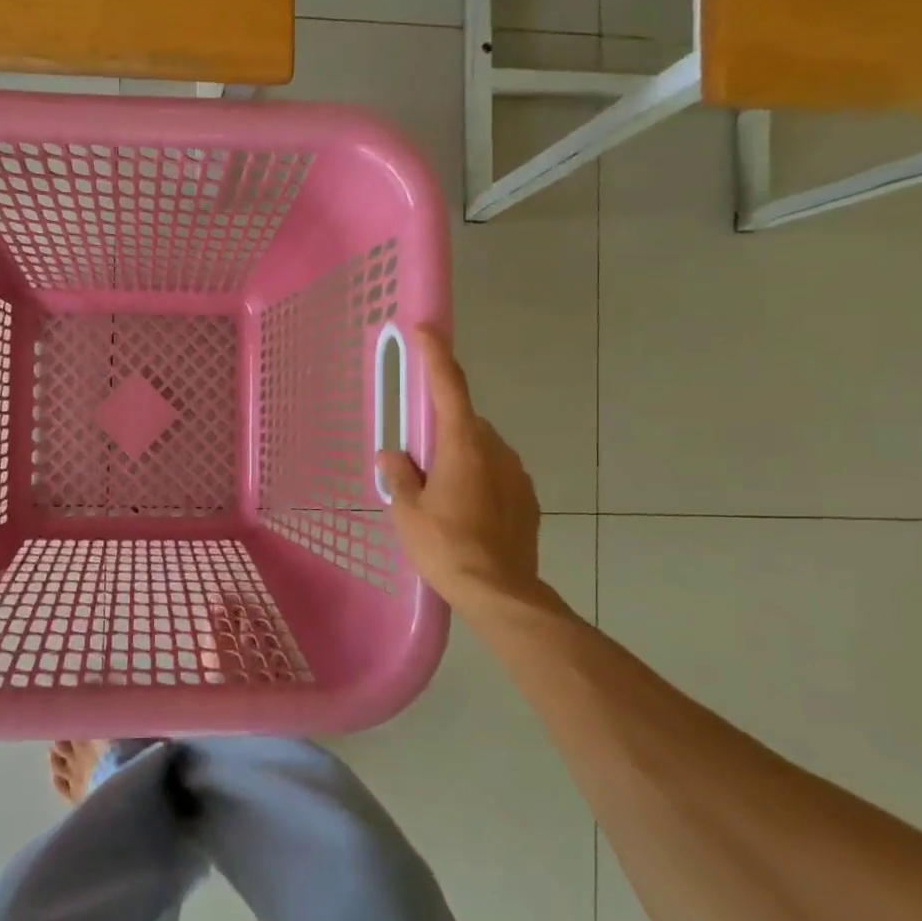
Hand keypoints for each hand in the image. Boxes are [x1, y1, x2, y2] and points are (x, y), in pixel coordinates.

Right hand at [377, 326, 575, 631]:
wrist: (501, 593)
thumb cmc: (446, 547)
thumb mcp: (407, 511)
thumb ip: (399, 476)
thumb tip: (393, 456)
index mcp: (463, 444)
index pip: (449, 386)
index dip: (435, 353)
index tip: (425, 328)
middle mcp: (495, 449)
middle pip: (463, 421)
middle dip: (440, 429)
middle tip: (416, 458)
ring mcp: (517, 473)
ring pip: (481, 449)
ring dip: (459, 457)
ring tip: (440, 495)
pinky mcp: (528, 498)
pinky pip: (496, 474)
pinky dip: (478, 480)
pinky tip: (465, 512)